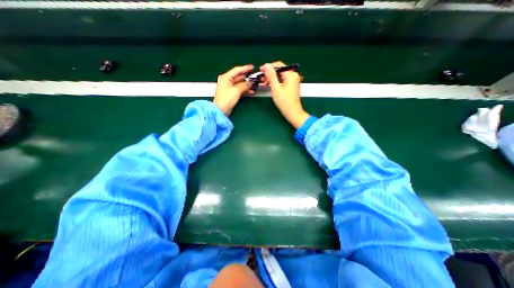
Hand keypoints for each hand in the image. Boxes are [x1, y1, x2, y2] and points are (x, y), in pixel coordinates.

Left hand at [213, 64, 254, 114]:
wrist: (221, 111)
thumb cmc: (226, 99)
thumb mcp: (236, 91)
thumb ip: (244, 85)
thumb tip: (251, 82)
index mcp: (226, 77)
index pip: (237, 70)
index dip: (245, 68)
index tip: (252, 67)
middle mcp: (226, 81)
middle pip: (238, 77)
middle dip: (247, 77)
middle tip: (255, 77)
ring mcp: (228, 87)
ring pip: (239, 83)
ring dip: (247, 84)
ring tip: (254, 84)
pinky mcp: (231, 93)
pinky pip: (239, 89)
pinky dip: (244, 90)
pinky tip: (251, 91)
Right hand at [262, 60, 308, 128]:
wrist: (292, 112)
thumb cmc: (284, 102)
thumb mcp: (275, 88)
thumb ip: (271, 76)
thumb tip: (266, 65)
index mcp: (291, 75)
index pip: (278, 65)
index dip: (269, 67)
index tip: (261, 69)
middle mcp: (293, 76)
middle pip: (279, 70)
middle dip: (270, 74)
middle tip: (262, 78)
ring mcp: (293, 81)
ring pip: (280, 76)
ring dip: (272, 78)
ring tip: (265, 83)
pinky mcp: (292, 85)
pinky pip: (282, 80)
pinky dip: (276, 82)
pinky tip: (270, 86)